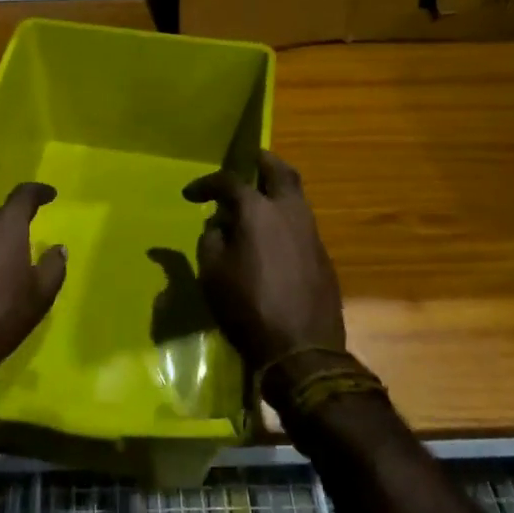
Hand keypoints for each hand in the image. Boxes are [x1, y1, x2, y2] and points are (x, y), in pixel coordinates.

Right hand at [184, 151, 344, 376]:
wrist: (302, 351)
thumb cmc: (247, 308)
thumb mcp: (212, 274)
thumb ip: (211, 239)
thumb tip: (220, 224)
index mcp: (258, 211)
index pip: (229, 182)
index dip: (207, 184)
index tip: (191, 195)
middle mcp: (289, 212)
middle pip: (280, 171)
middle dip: (262, 162)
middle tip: (247, 161)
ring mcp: (311, 233)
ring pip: (296, 196)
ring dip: (276, 189)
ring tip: (257, 199)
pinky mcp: (322, 255)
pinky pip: (302, 222)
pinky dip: (285, 216)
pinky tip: (271, 235)